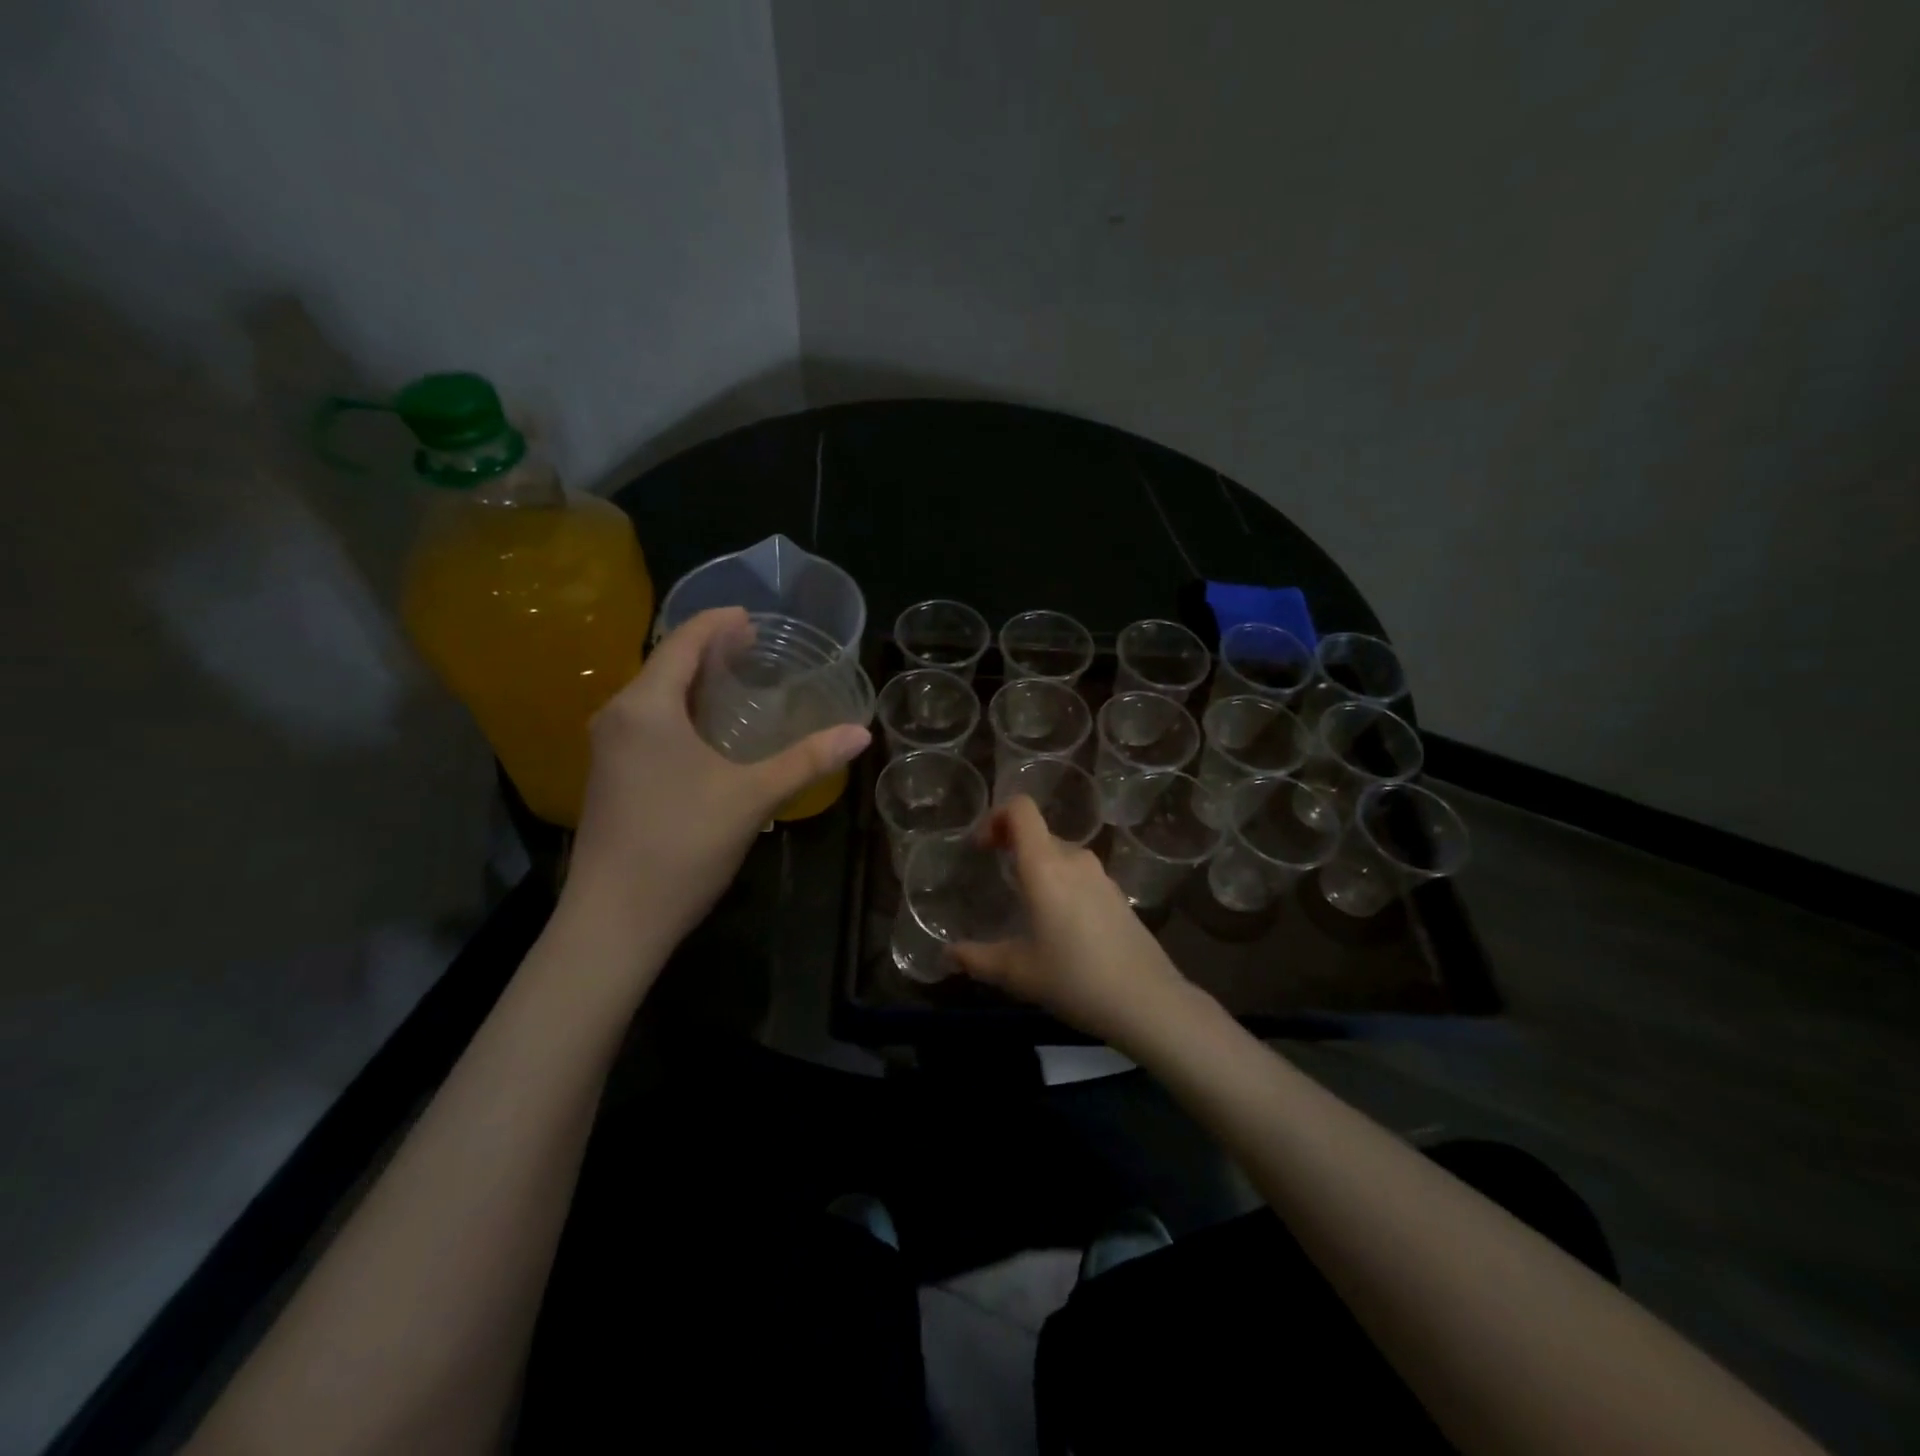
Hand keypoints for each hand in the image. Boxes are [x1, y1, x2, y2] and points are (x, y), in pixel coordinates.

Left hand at [564, 607, 871, 955]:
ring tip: (736, 680)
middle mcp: (618, 716)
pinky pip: (647, 722)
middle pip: (665, 664)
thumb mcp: (752, 798)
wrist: (614, 919)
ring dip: (694, 682)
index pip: (682, 642)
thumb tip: (860, 733)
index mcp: (646, 707)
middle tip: (754, 647)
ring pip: (654, 696)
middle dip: (709, 650)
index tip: (752, 617)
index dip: (718, 623)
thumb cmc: (681, 845)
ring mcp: (608, 748)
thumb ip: (806, 760)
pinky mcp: (610, 776)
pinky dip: (680, 710)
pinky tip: (708, 730)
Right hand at [950, 798, 1201, 1051]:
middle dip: (1012, 846)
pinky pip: (1081, 876)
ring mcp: (1101, 876)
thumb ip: (977, 959)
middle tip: (994, 878)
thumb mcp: (1017, 973)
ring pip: (1061, 855)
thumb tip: (947, 954)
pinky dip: (1062, 885)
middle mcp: (1075, 860)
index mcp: (1045, 866)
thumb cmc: (1074, 979)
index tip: (981, 847)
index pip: (1021, 809)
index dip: (996, 817)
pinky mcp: (1119, 896)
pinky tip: (1060, 927)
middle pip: (1038, 833)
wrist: (1147, 1001)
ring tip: (1025, 906)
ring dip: (1038, 867)